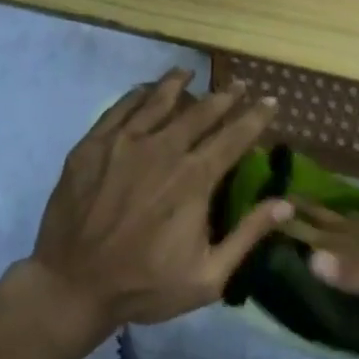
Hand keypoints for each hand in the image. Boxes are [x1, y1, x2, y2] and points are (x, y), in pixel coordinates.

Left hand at [29, 69, 291, 332]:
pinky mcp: (91, 146)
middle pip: (200, 112)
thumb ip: (248, 235)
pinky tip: (145, 89)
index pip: (234, 137)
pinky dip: (138, 95)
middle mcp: (162, 150)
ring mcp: (123, 144)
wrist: (72, 286)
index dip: (255, 117)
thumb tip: (287, 204)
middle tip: (240, 85)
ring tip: (190, 73)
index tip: (270, 101)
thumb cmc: (145, 285)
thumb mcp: (208, 276)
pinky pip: (119, 109)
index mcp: (194, 179)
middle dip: (225, 96)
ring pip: (158, 101)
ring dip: (179, 85)